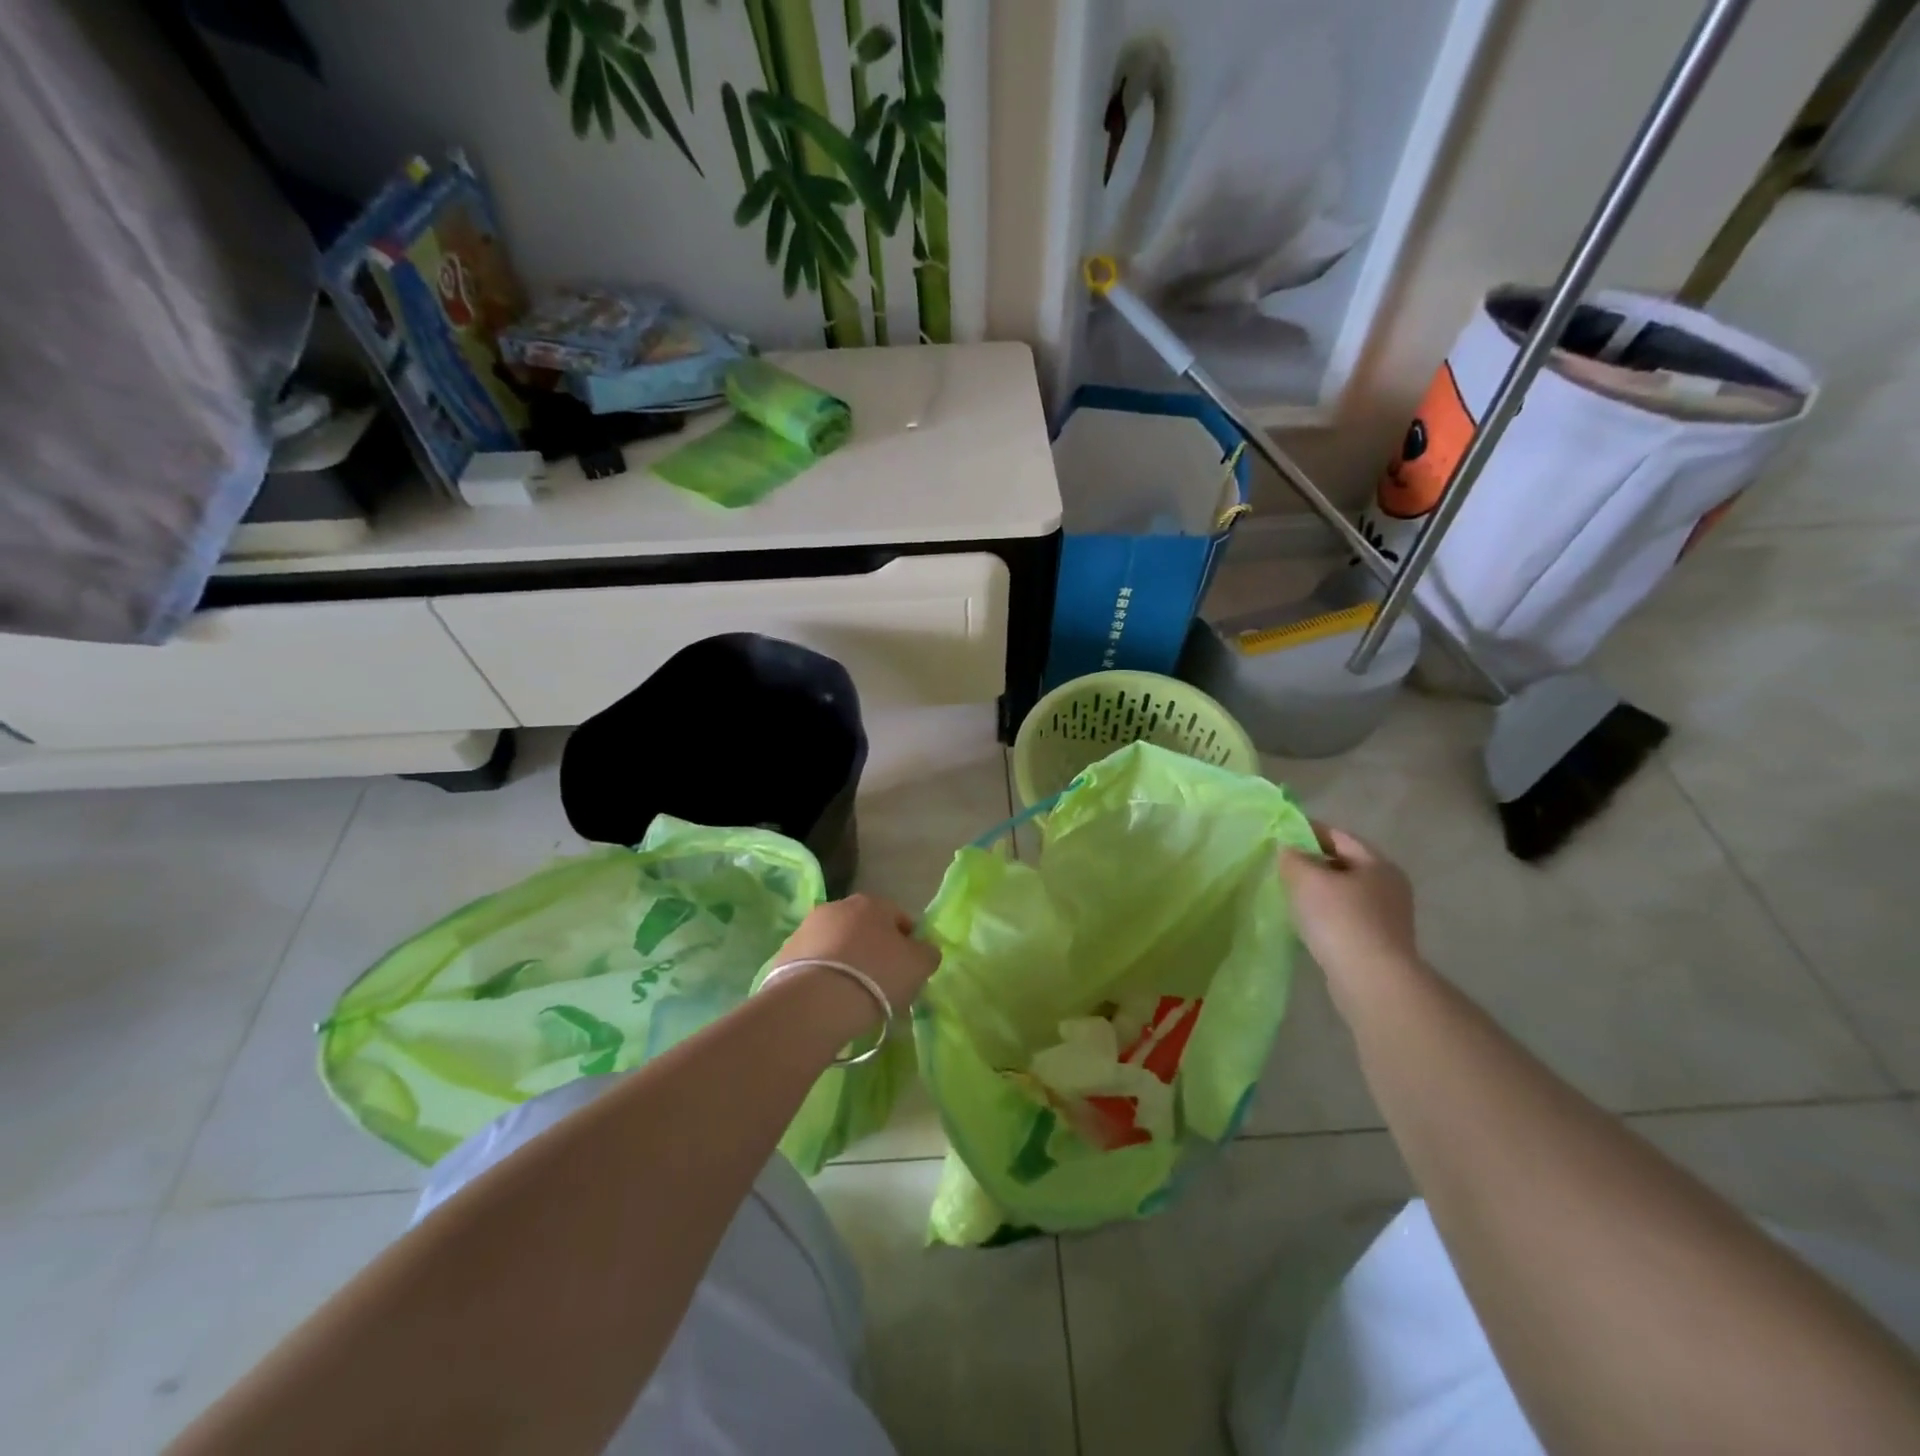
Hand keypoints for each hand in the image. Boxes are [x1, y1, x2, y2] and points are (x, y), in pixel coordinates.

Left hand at [772, 894, 940, 1025]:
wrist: (815, 1002)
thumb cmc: (876, 976)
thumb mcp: (919, 965)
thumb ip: (927, 952)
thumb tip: (923, 949)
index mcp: (872, 903)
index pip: (898, 917)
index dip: (908, 942)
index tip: (909, 969)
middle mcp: (838, 906)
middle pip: (865, 927)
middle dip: (874, 949)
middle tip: (882, 982)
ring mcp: (807, 928)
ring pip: (837, 943)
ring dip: (846, 960)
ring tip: (852, 993)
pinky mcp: (785, 953)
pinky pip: (814, 962)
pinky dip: (823, 974)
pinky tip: (829, 998)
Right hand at [1279, 825, 1420, 1014]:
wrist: (1371, 980)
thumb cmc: (1340, 919)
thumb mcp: (1307, 879)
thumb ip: (1293, 858)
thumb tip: (1288, 849)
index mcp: (1378, 864)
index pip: (1339, 836)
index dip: (1308, 831)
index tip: (1280, 834)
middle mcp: (1389, 886)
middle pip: (1344, 864)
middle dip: (1313, 862)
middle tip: (1281, 865)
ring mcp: (1388, 918)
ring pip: (1345, 893)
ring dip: (1319, 891)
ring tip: (1289, 894)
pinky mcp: (1379, 944)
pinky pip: (1346, 918)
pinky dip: (1326, 914)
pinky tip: (1306, 923)